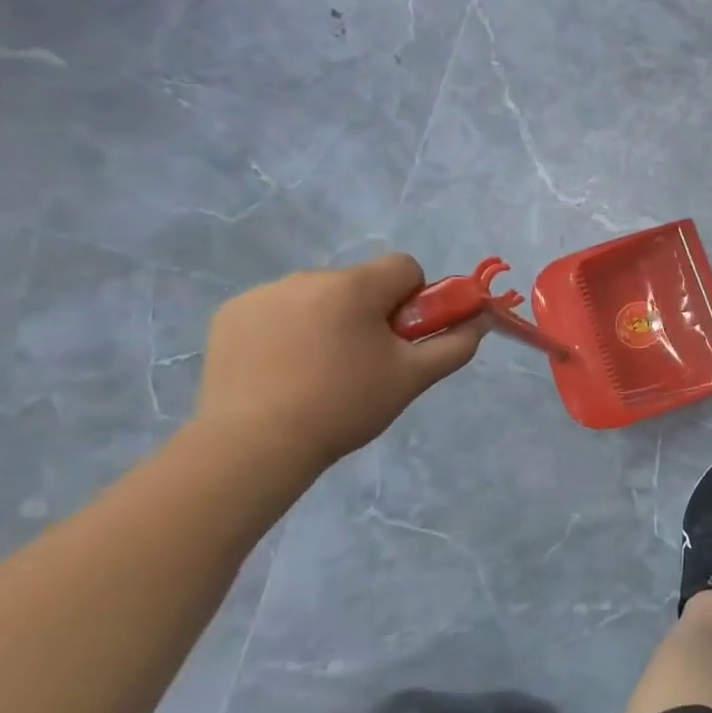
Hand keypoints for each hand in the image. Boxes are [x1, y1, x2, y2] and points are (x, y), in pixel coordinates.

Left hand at [195, 254, 486, 470]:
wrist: (252, 445)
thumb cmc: (343, 405)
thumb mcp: (413, 378)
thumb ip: (456, 343)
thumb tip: (482, 319)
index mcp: (355, 286)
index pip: (404, 267)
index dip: (414, 300)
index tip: (400, 338)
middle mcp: (309, 277)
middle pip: (361, 283)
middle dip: (369, 312)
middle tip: (363, 362)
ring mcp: (263, 294)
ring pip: (319, 296)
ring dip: (328, 320)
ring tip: (316, 372)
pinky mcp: (229, 315)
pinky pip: (278, 310)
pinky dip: (287, 330)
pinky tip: (280, 370)